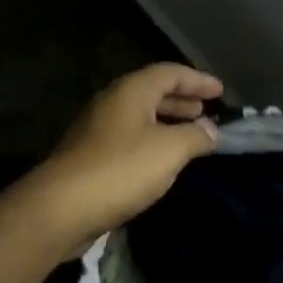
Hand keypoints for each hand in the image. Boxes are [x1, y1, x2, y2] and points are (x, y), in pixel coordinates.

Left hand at [28, 64, 222, 248]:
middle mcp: (111, 102)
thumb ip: (195, 136)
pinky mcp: (89, 156)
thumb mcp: (169, 150)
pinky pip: (129, 138)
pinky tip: (163, 161)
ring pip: (140, 117)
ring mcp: (96, 129)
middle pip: (152, 92)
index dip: (197, 79)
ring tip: (191, 135)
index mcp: (130, 91)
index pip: (169, 73)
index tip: (220, 90)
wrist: (62, 208)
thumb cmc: (121, 169)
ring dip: (167, 122)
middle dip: (181, 100)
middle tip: (206, 110)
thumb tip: (210, 130)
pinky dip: (152, 141)